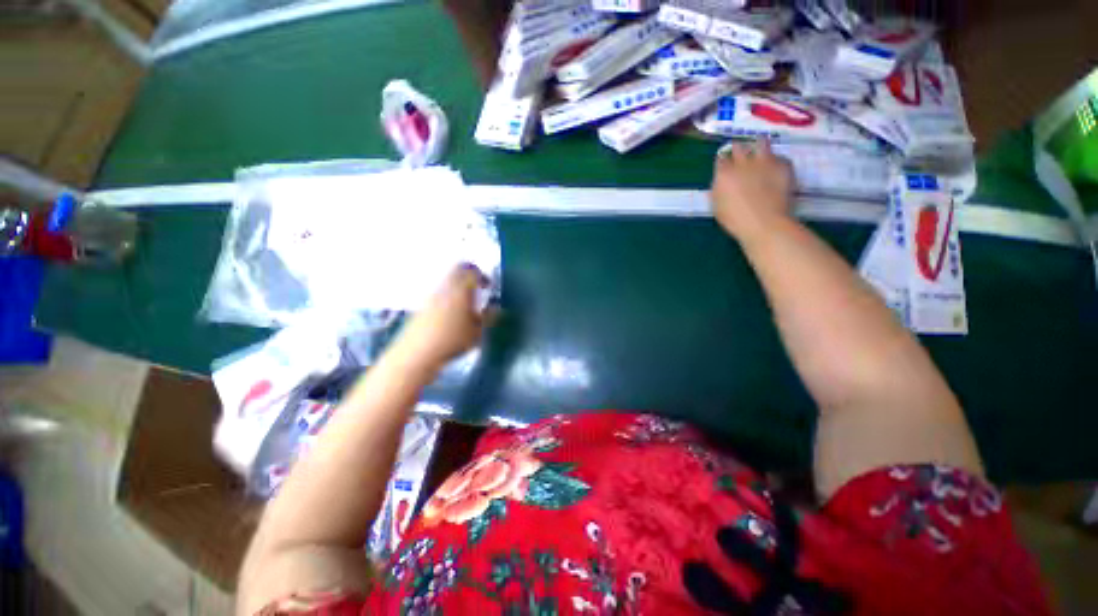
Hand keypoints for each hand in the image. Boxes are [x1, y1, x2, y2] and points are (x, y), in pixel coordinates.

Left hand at [395, 264, 494, 367]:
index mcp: (461, 290)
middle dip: (469, 275)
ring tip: (466, 305)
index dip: (482, 275)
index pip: (471, 271)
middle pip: (457, 269)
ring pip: (447, 280)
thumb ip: (489, 317)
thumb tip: (497, 308)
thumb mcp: (478, 331)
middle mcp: (445, 287)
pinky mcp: (422, 305)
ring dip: (458, 286)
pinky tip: (451, 315)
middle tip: (478, 289)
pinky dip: (448, 296)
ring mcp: (431, 295)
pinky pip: (439, 292)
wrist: (418, 353)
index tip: (488, 286)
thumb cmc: (453, 341)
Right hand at [710, 139, 794, 240]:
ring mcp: (764, 162)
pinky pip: (779, 157)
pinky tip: (776, 170)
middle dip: (738, 150)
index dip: (723, 162)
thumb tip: (720, 183)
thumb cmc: (735, 220)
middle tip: (741, 156)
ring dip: (759, 145)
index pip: (721, 159)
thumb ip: (718, 191)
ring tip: (760, 152)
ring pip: (761, 142)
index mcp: (724, 174)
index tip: (725, 166)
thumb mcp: (717, 207)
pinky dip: (776, 161)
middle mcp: (743, 163)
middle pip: (739, 147)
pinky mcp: (783, 165)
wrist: (764, 223)